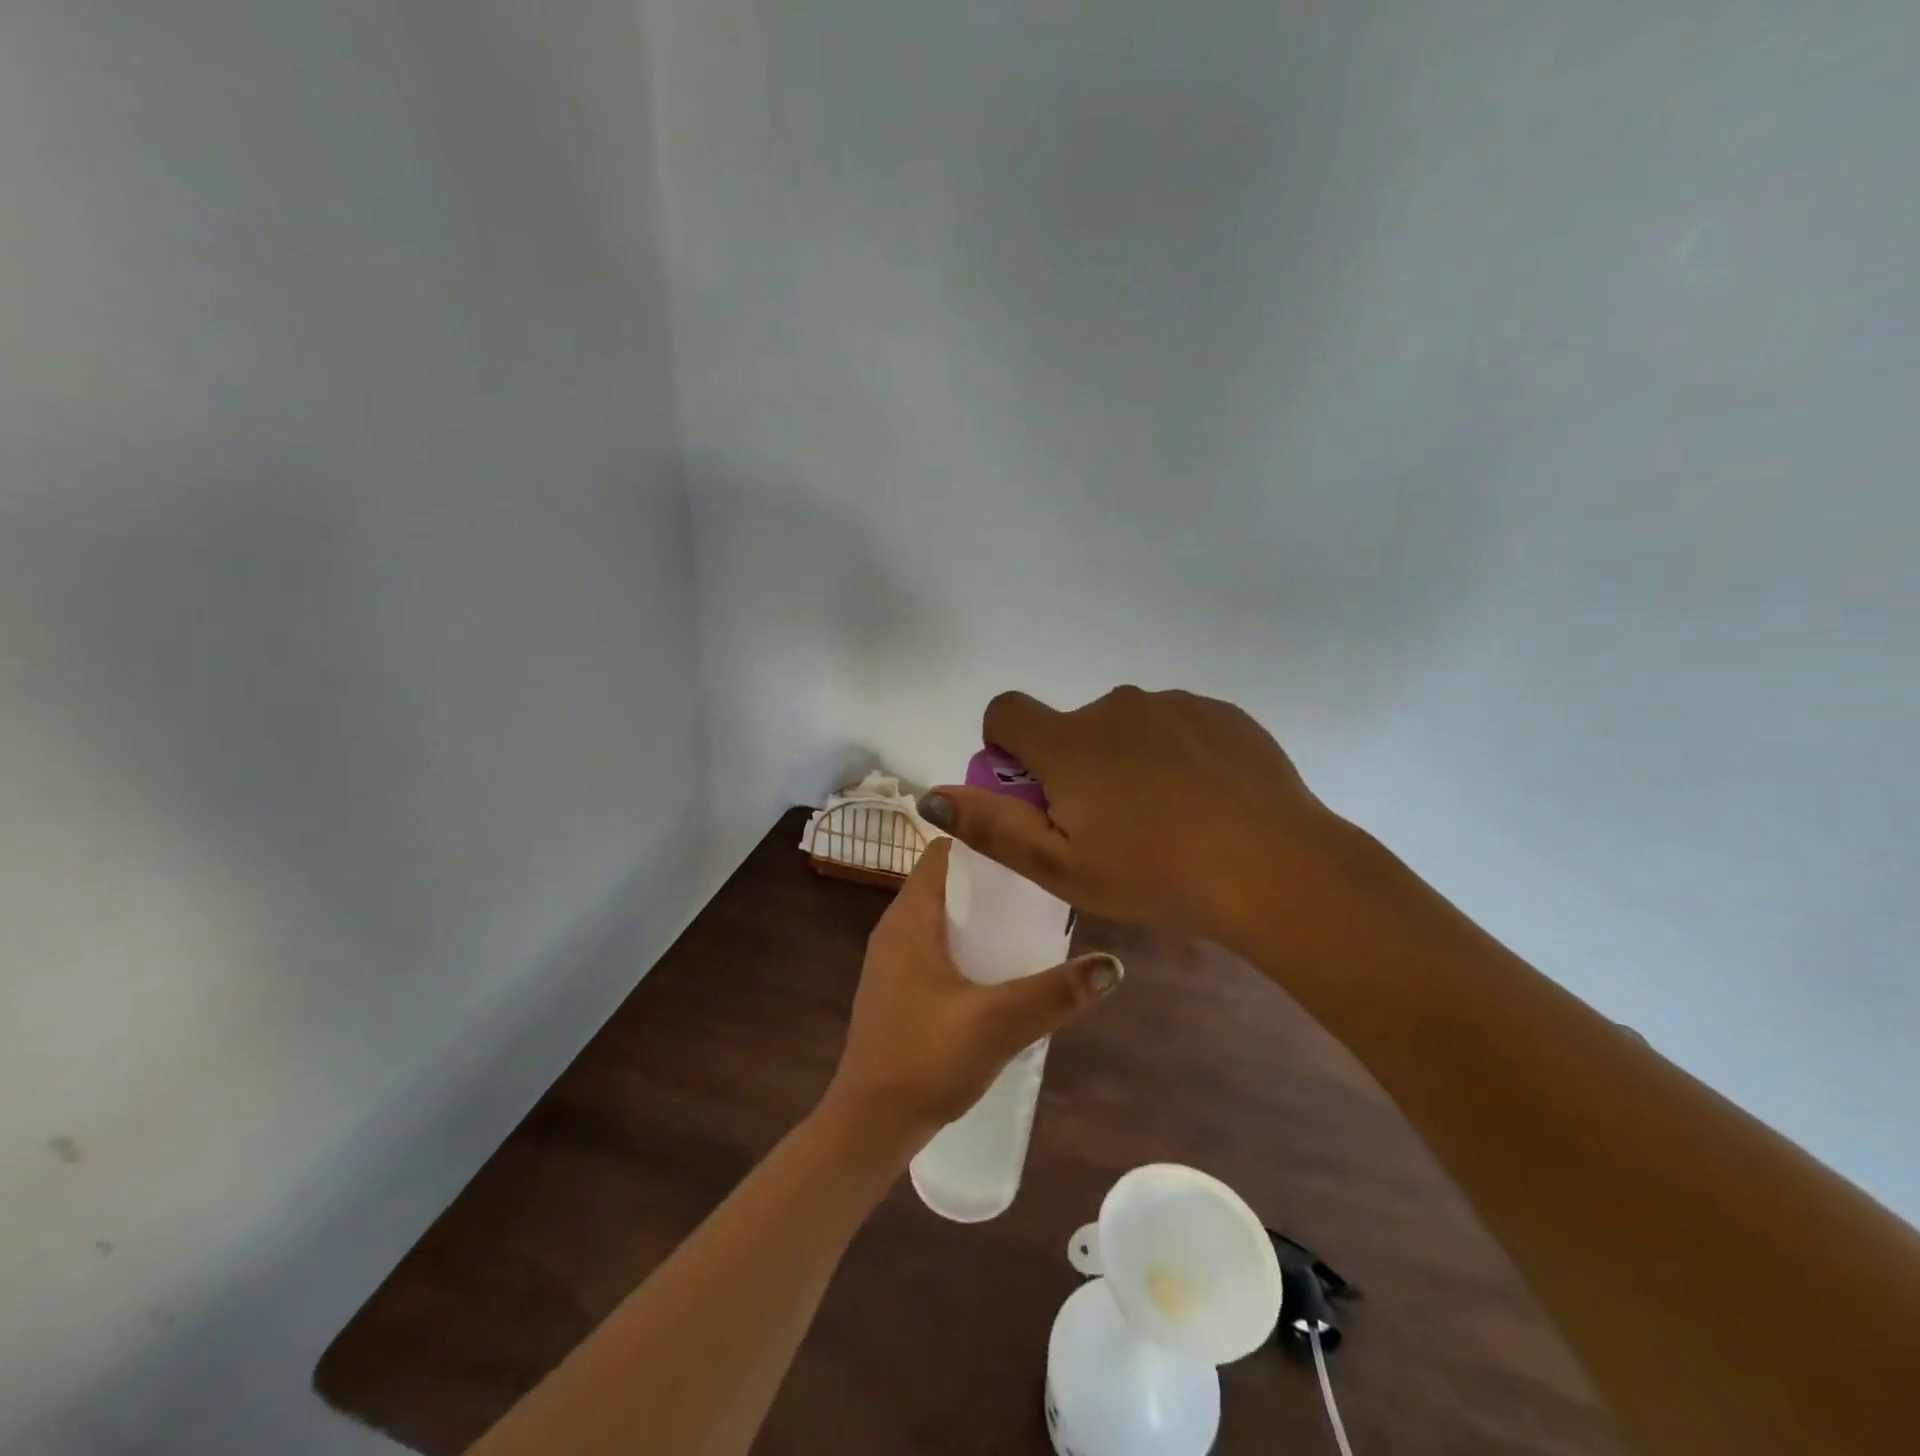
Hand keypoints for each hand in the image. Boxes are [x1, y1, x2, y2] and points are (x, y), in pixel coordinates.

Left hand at [822, 838, 1121, 1151]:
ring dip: (982, 915)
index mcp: (909, 919)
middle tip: (1043, 885)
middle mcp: (896, 929)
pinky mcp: (899, 987)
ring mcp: (894, 960)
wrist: (868, 1126)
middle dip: (993, 880)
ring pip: (943, 916)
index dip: (983, 839)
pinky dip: (969, 943)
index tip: (1029, 843)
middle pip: (947, 882)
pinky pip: (938, 945)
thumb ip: (1054, 993)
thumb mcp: (997, 1024)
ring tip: (1032, 921)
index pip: (943, 852)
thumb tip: (1112, 965)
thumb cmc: (924, 1061)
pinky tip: (1003, 968)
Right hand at [919, 687, 1359, 949]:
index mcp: (1068, 741)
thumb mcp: (1061, 867)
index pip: (1006, 711)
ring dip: (1127, 760)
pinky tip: (1205, 801)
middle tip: (1108, 826)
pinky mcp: (1220, 712)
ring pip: (1127, 728)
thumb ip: (991, 827)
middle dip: (1074, 765)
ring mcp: (1172, 704)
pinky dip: (1176, 754)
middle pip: (1071, 727)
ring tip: (1165, 819)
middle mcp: (1115, 707)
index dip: (1005, 747)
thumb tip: (930, 795)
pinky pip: (1177, 726)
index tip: (1034, 791)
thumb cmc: (1152, 873)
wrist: (1272, 865)